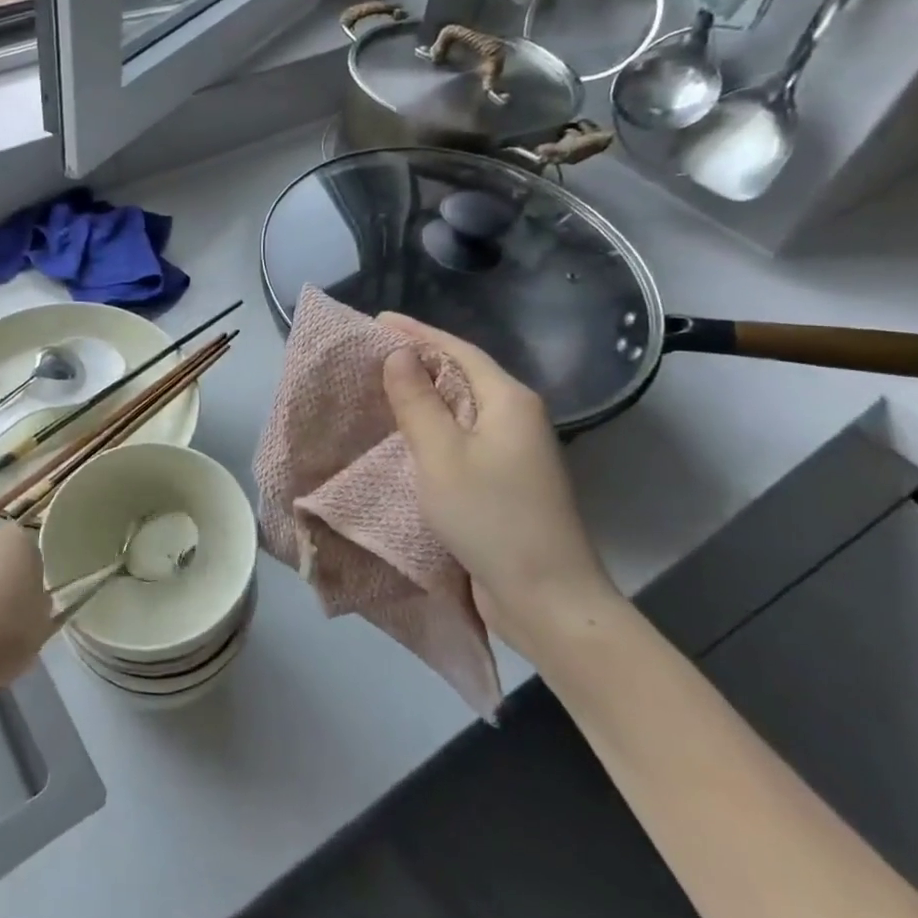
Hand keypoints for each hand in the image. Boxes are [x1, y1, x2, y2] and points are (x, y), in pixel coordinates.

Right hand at [378, 313, 619, 652]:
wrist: (546, 597)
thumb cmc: (491, 516)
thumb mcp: (441, 454)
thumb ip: (417, 401)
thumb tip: (399, 354)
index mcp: (509, 401)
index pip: (457, 350)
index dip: (416, 333)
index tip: (376, 321)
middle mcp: (517, 418)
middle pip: (462, 375)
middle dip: (418, 360)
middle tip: (371, 353)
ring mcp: (515, 451)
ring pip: (462, 409)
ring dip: (424, 395)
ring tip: (380, 387)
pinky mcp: (506, 480)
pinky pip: (463, 438)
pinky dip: (433, 428)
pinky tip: (406, 434)